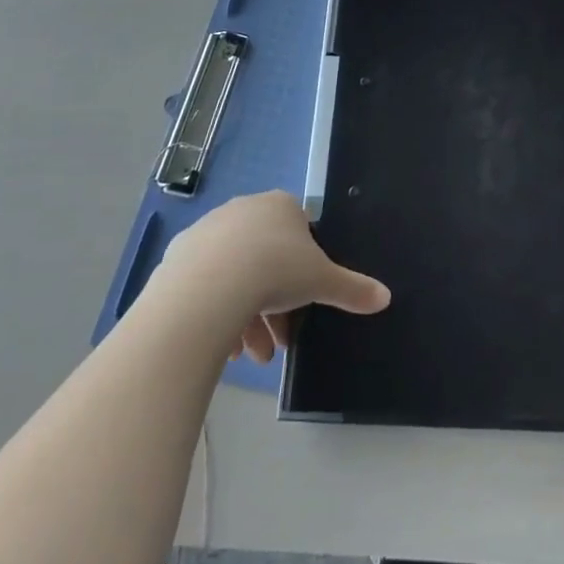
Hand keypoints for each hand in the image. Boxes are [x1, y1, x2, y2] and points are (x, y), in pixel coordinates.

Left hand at [158, 192, 390, 363]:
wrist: (210, 286)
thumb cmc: (275, 271)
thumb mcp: (322, 282)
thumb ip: (352, 288)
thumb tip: (385, 297)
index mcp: (281, 206)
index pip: (299, 235)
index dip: (304, 274)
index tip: (303, 307)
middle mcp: (244, 210)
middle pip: (266, 260)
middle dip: (275, 306)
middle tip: (277, 344)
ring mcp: (208, 230)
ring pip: (235, 275)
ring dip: (247, 318)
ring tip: (250, 357)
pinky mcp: (179, 255)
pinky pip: (206, 285)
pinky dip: (217, 313)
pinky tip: (223, 347)